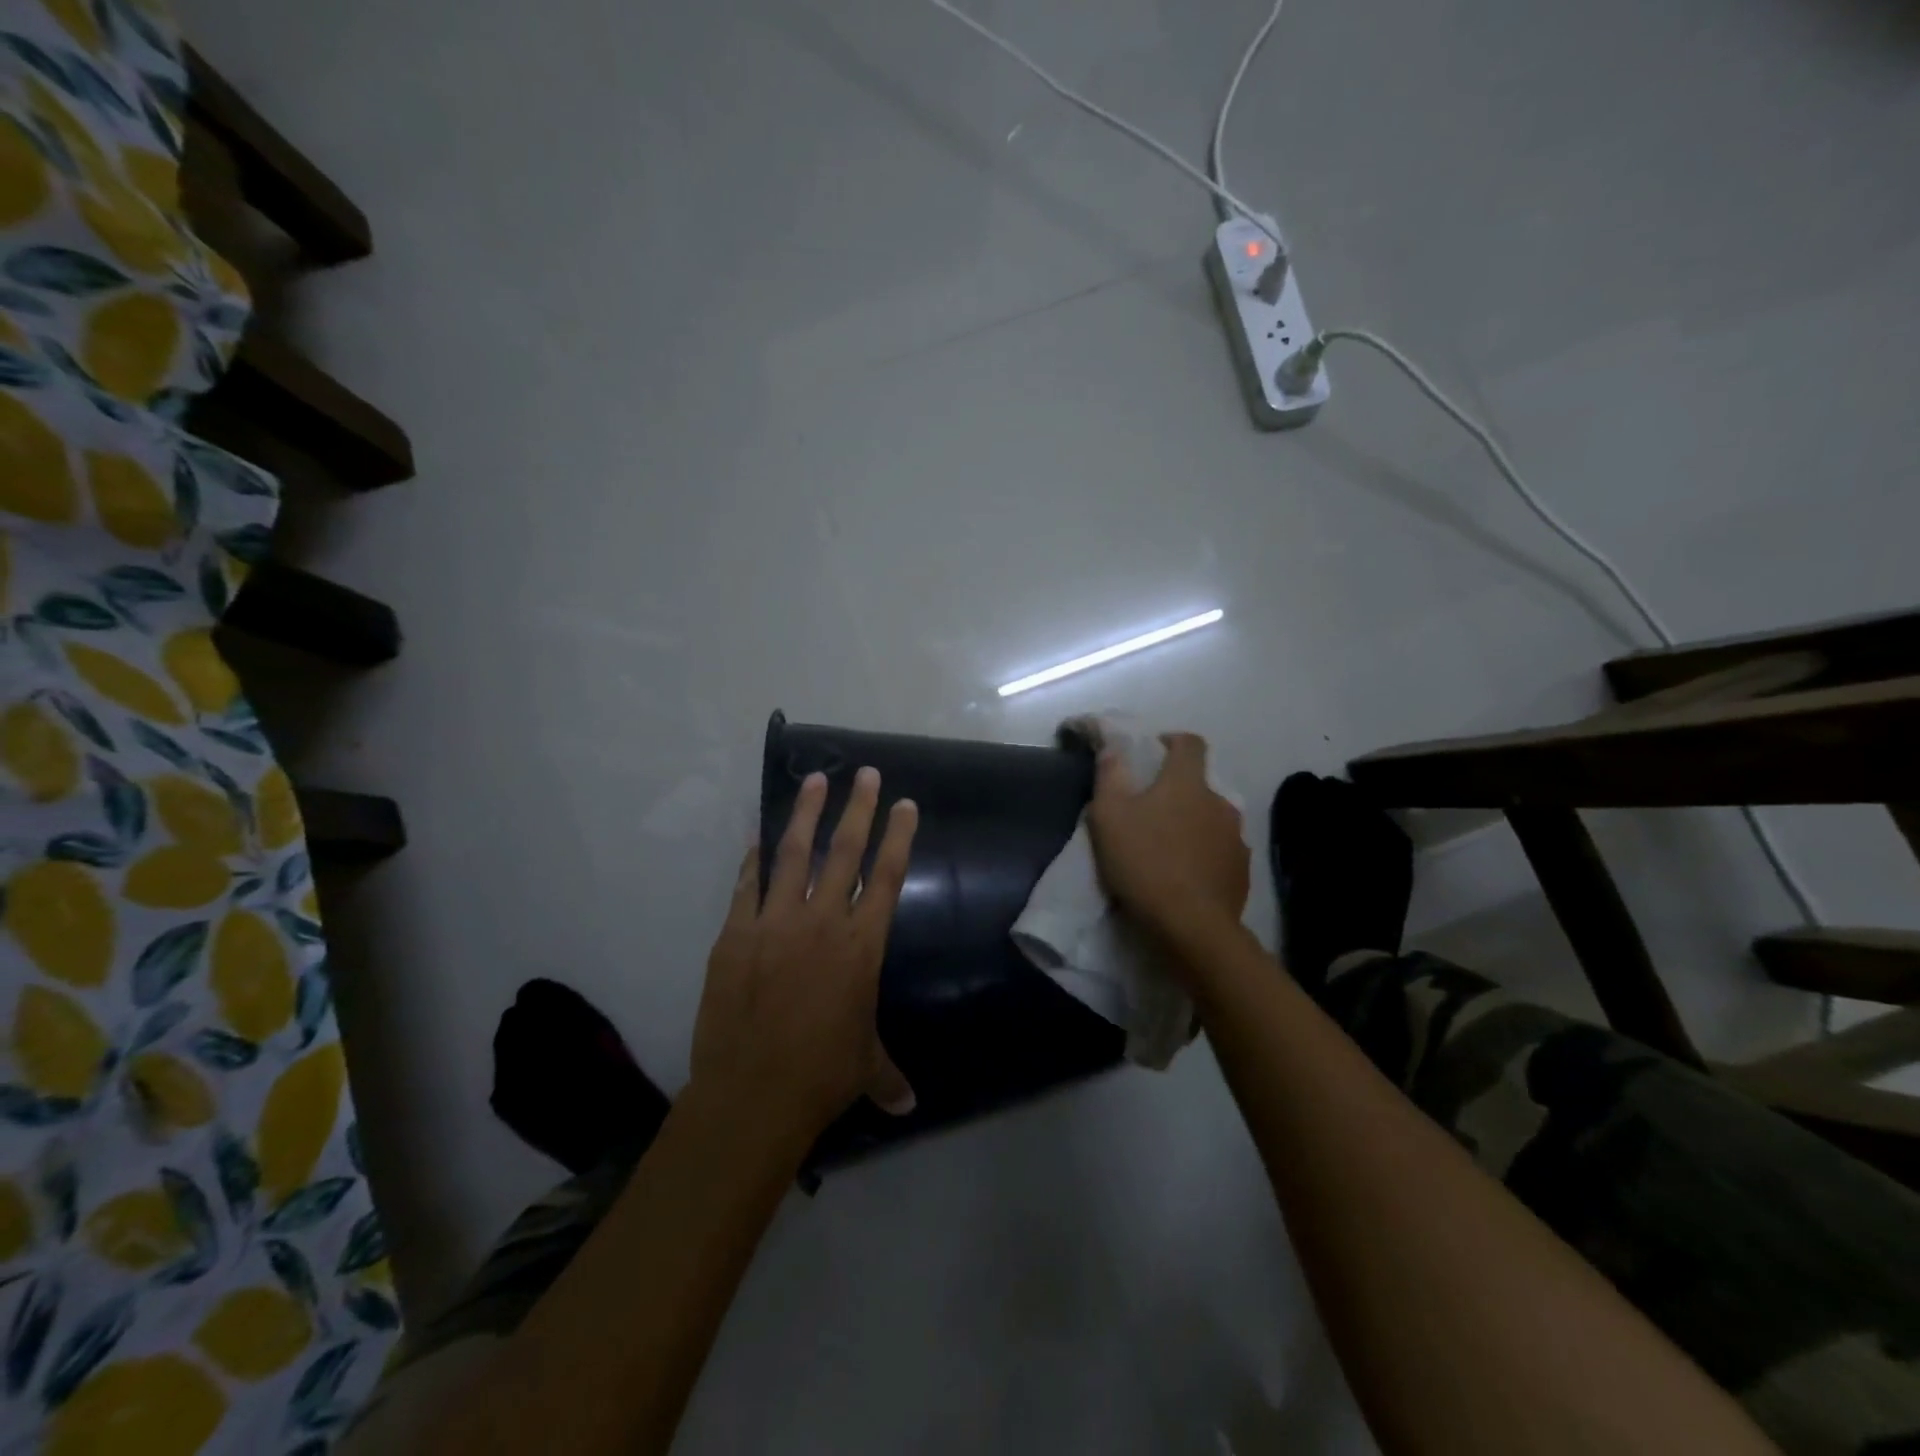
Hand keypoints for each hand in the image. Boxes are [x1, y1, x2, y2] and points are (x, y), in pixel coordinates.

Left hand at [691, 768, 918, 1153]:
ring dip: (806, 815)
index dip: (899, 836)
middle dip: (857, 808)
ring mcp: (775, 923)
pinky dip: (753, 857)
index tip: (905, 804)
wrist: (752, 1093)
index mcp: (862, 945)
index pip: (887, 876)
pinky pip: (747, 885)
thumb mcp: (864, 1068)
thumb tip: (911, 1107)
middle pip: (845, 851)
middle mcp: (822, 921)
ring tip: (815, 780)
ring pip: (794, 855)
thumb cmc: (821, 1076)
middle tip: (864, 773)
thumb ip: (888, 1075)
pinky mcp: (735, 934)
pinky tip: (757, 834)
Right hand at [1087, 732, 1248, 948]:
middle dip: (1178, 791)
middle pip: (1200, 784)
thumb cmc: (1145, 862)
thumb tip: (1113, 746)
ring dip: (1193, 824)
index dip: (1172, 742)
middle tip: (1150, 811)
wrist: (1191, 925)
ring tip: (1169, 847)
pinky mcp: (1242, 871)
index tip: (1153, 754)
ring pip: (1212, 819)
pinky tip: (1187, 875)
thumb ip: (1109, 775)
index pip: (1189, 743)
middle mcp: (1219, 802)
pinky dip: (1205, 855)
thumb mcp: (1109, 816)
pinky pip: (1221, 851)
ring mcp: (1236, 837)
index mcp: (1187, 782)